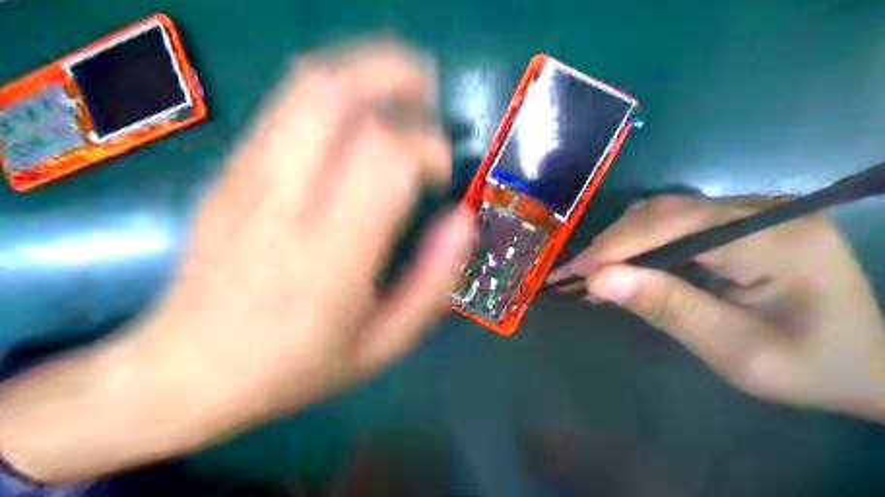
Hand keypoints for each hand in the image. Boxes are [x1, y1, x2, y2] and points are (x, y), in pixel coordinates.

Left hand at [138, 38, 472, 425]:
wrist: (184, 368)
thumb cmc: (293, 366)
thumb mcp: (381, 346)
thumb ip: (432, 283)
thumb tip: (463, 221)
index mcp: (329, 257)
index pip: (386, 160)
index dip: (427, 148)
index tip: (441, 170)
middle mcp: (283, 203)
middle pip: (335, 96)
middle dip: (394, 76)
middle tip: (429, 92)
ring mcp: (246, 177)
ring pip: (306, 86)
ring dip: (363, 72)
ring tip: (401, 90)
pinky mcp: (230, 169)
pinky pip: (286, 104)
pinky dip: (334, 91)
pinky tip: (358, 116)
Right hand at [551, 197, 883, 421]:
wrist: (869, 364)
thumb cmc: (808, 367)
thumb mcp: (736, 351)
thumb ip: (668, 308)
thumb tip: (598, 280)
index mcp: (778, 239)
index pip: (678, 224)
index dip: (619, 244)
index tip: (575, 271)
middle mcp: (767, 209)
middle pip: (669, 210)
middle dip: (615, 242)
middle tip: (575, 273)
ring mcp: (756, 209)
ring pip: (668, 211)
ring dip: (625, 240)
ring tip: (594, 271)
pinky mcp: (744, 219)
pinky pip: (680, 221)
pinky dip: (644, 243)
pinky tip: (626, 265)